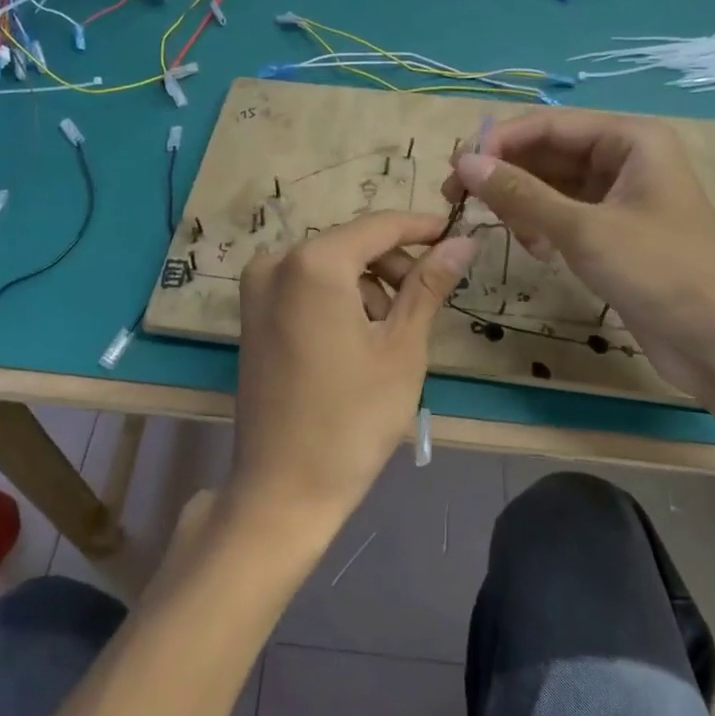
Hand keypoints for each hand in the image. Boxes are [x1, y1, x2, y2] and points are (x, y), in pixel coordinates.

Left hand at [229, 212, 477, 543]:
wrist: (283, 488)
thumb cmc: (352, 419)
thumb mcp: (401, 348)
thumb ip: (429, 285)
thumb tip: (463, 241)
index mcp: (313, 264)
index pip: (380, 227)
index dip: (422, 228)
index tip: (458, 235)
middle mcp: (276, 262)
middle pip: (352, 244)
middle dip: (394, 265)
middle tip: (428, 302)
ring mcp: (257, 289)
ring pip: (329, 265)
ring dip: (367, 286)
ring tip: (391, 335)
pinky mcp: (251, 315)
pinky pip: (305, 286)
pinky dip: (337, 299)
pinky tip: (356, 341)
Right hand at [444, 112, 714, 393]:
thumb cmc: (659, 272)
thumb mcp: (583, 229)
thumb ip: (520, 194)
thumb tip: (464, 164)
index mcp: (628, 139)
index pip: (546, 125)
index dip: (497, 143)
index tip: (454, 171)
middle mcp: (623, 158)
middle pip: (545, 152)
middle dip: (504, 175)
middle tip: (458, 201)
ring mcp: (618, 196)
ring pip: (550, 185)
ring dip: (521, 204)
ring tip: (507, 232)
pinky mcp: (612, 231)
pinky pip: (562, 213)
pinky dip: (540, 226)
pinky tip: (536, 251)